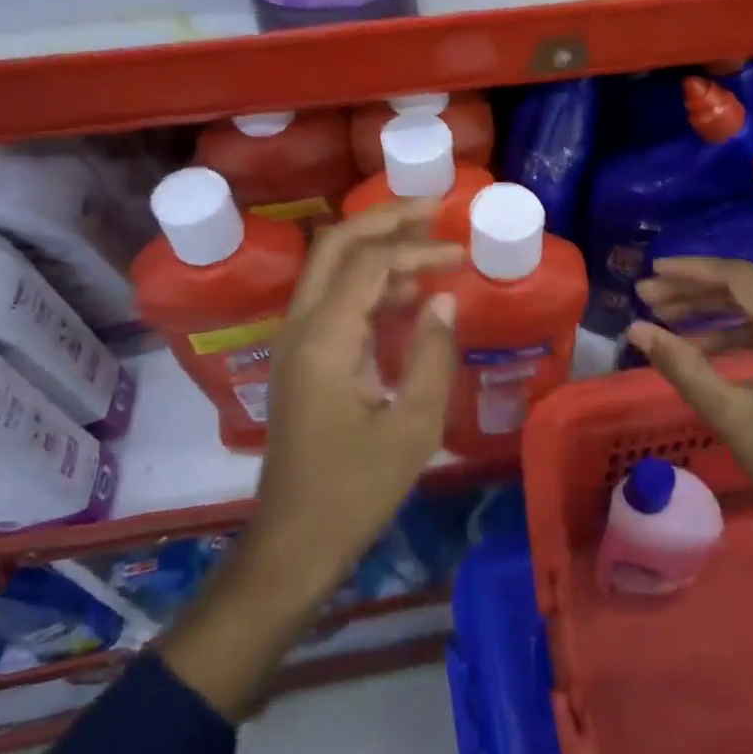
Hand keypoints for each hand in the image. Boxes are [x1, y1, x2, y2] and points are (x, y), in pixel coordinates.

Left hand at [253, 199, 463, 586]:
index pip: (368, 264)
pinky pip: (332, 301)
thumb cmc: (356, 491)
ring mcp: (294, 342)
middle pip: (334, 246)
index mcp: (323, 340)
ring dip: (375, 249)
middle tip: (432, 209)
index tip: (459, 253)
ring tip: (428, 245)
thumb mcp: (412, 427)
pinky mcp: (301, 359)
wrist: (293, 543)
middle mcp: (299, 328)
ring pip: (330, 269)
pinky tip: (407, 296)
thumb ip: (431, 354)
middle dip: (383, 220)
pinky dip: (368, 285)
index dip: (417, 248)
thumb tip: (445, 298)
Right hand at [626, 258, 752, 539]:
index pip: (738, 278)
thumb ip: (681, 366)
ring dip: (709, 309)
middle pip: (745, 287)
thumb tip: (637, 329)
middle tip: (647, 296)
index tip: (652, 271)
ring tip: (663, 315)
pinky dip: (730, 331)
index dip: (692, 270)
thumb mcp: (728, 414)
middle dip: (693, 289)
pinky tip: (696, 345)